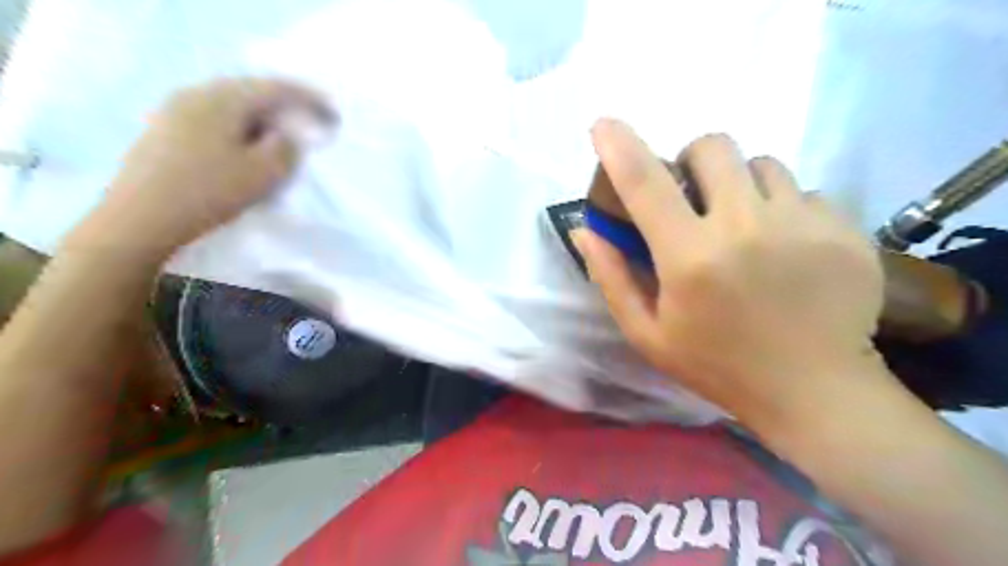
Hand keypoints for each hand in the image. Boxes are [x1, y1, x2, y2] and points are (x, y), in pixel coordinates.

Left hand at [81, 76, 332, 257]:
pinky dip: (239, 127)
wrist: (139, 219)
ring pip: (231, 105)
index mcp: (223, 99)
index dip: (310, 100)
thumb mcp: (264, 173)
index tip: (334, 117)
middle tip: (309, 123)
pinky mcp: (164, 129)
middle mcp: (197, 93)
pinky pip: (214, 117)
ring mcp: (175, 109)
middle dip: (285, 106)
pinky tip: (244, 146)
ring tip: (280, 136)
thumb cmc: (209, 193)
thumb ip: (287, 148)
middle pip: (252, 91)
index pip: (277, 89)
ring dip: (261, 118)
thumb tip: (287, 135)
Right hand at [579, 118, 883, 427]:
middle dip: (693, 161)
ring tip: (743, 226)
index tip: (603, 125)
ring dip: (740, 184)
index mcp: (690, 257)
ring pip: (762, 163)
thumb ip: (611, 277)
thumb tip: (586, 230)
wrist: (814, 391)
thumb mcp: (646, 333)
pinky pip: (804, 190)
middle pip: (713, 147)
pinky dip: (783, 208)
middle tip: (693, 196)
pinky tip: (785, 247)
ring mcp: (802, 223)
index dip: (619, 146)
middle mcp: (745, 227)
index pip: (645, 182)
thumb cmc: (716, 365)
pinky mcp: (844, 228)